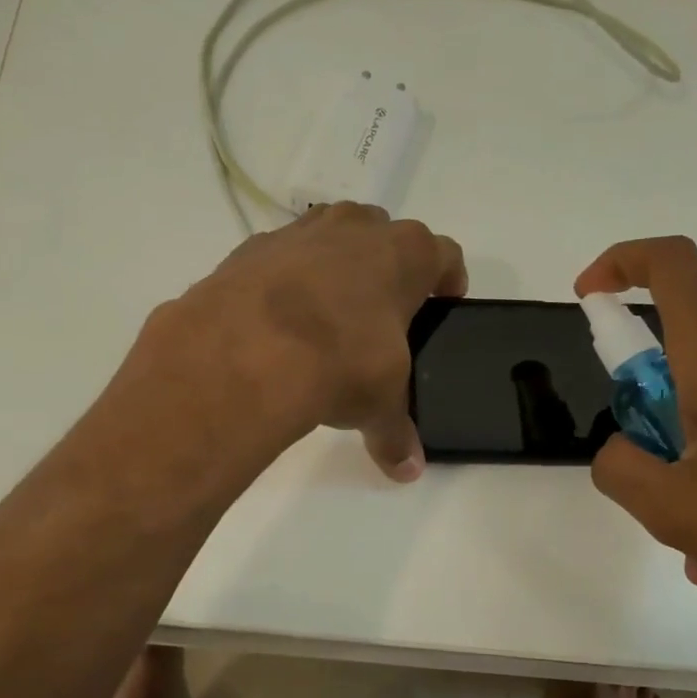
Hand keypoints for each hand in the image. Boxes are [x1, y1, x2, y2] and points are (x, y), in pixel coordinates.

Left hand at [156, 205, 466, 480]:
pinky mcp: (253, 246)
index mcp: (406, 253)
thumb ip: (396, 433)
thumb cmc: (341, 362)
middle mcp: (357, 228)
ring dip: (334, 266)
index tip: (443, 302)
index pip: (444, 255)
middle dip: (386, 268)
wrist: (248, 349)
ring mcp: (302, 231)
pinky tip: (277, 319)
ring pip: (330, 236)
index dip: (448, 280)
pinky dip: (284, 280)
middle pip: (385, 236)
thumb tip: (407, 469)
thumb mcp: (379, 403)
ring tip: (326, 315)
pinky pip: (280, 257)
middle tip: (381, 313)